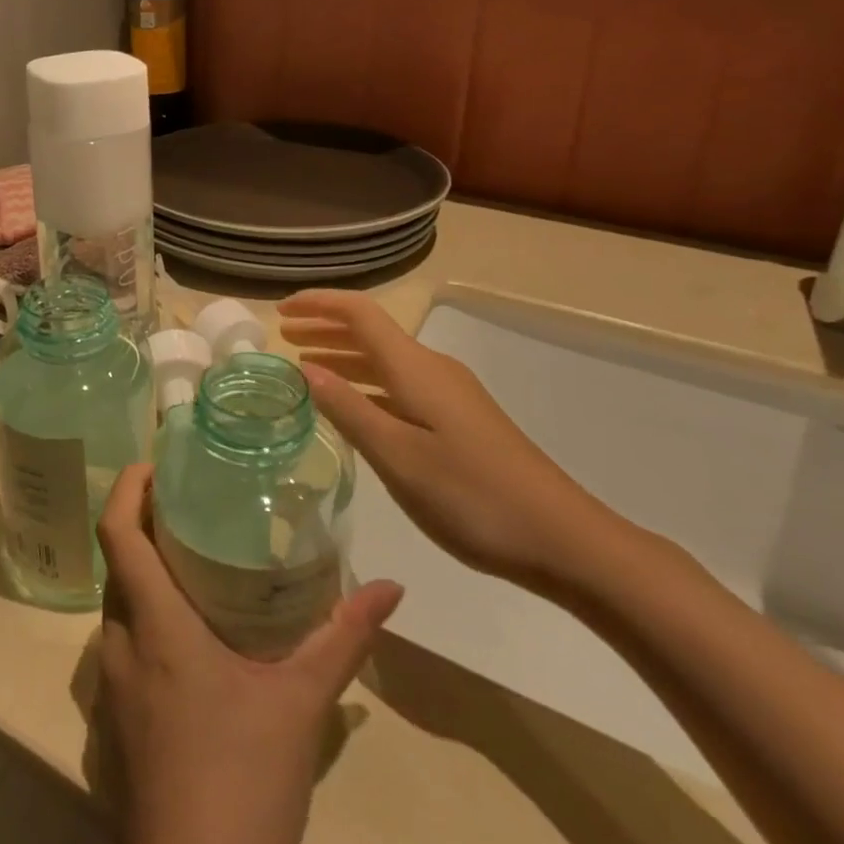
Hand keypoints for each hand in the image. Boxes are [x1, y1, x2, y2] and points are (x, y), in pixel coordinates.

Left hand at [96, 463, 403, 843]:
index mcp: (155, 627)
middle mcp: (121, 647)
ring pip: (117, 609)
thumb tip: (391, 586)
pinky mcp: (113, 731)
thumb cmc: (246, 784)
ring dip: (142, 577)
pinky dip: (143, 623)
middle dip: (141, 528)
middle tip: (187, 508)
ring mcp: (111, 693)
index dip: (127, 489)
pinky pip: (121, 651)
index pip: (117, 534)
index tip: (154, 464)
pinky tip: (187, 642)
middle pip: (116, 565)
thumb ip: (343, 637)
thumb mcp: (302, 704)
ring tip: (191, 563)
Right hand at [278, 289, 618, 594]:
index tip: (280, 312)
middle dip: (326, 328)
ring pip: (385, 361)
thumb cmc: (472, 496)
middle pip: (371, 332)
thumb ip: (349, 410)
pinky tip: (353, 408)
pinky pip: (400, 386)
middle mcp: (432, 368)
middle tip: (284, 337)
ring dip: (344, 357)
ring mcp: (449, 394)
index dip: (319, 304)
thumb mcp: (398, 457)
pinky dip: (366, 385)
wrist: (562, 538)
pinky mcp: (459, 419)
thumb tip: (304, 370)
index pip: (359, 313)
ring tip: (306, 368)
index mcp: (415, 368)